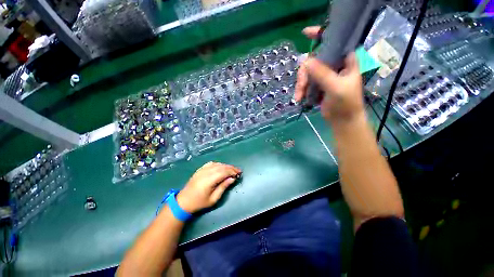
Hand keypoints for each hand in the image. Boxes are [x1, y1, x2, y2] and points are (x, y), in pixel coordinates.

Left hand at [176, 162, 241, 212]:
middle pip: (221, 167)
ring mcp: (202, 170)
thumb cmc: (200, 202)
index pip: (224, 172)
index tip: (239, 173)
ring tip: (232, 169)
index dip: (232, 171)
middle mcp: (206, 172)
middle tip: (238, 171)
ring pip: (217, 164)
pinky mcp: (200, 169)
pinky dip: (218, 164)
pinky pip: (211, 163)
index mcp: (209, 180)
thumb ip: (223, 187)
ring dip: (226, 166)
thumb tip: (232, 179)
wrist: (183, 201)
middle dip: (231, 168)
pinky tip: (221, 167)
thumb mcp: (213, 199)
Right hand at [295, 26, 364, 125]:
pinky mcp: (318, 84)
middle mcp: (335, 64)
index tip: (305, 33)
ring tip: (298, 97)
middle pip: (314, 60)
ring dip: (300, 85)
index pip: (334, 41)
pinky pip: (306, 82)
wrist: (342, 121)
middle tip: (300, 88)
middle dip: (304, 74)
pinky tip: (299, 98)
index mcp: (346, 60)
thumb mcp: (335, 87)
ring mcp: (325, 74)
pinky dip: (301, 89)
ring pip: (307, 72)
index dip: (321, 34)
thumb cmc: (345, 104)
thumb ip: (322, 73)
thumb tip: (304, 60)